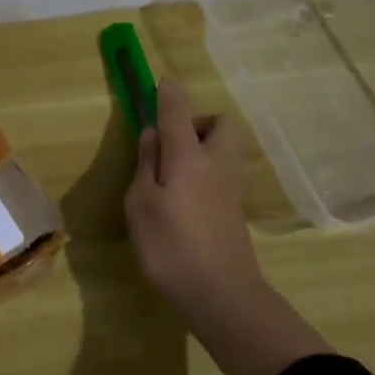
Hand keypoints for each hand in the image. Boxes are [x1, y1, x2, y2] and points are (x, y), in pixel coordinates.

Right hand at [125, 78, 329, 374]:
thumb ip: (147, 165)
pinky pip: (219, 172)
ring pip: (222, 149)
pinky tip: (181, 197)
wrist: (221, 294)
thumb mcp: (141, 204)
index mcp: (189, 157)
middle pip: (219, 125)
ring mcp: (229, 188)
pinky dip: (202, 171)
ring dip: (200, 147)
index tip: (161, 80)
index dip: (168, 95)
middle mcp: (216, 164)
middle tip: (168, 144)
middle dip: (196, 122)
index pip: (178, 113)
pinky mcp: (233, 210)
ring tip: (168, 173)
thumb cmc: (170, 246)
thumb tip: (154, 135)